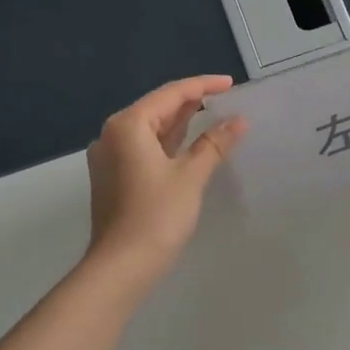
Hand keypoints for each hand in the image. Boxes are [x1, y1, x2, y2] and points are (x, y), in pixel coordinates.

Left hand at [85, 76, 246, 282]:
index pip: (170, 94)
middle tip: (225, 98)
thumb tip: (239, 121)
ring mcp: (110, 157)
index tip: (230, 83)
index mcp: (128, 125)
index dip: (203, 85)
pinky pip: (144, 148)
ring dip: (180, 122)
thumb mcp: (190, 176)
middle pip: (157, 108)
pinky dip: (168, 143)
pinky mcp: (114, 177)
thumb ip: (214, 144)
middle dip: (191, 102)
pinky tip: (189, 145)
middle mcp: (113, 134)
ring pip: (150, 129)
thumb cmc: (157, 216)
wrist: (121, 266)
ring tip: (212, 115)